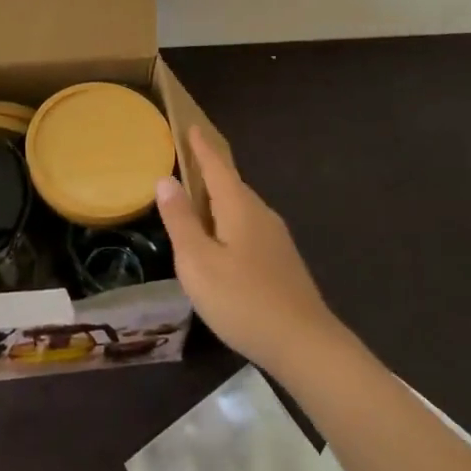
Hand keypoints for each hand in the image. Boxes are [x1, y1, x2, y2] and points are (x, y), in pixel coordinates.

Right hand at [154, 126, 341, 375]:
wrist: (305, 344)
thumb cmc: (243, 300)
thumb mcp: (198, 262)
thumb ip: (180, 220)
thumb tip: (166, 179)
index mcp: (238, 206)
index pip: (216, 166)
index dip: (201, 147)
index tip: (191, 126)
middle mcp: (260, 213)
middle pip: (231, 183)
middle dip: (210, 170)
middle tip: (188, 161)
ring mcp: (275, 238)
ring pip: (241, 207)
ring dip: (219, 198)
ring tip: (199, 200)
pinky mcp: (282, 261)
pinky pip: (249, 226)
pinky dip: (230, 221)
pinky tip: (223, 242)